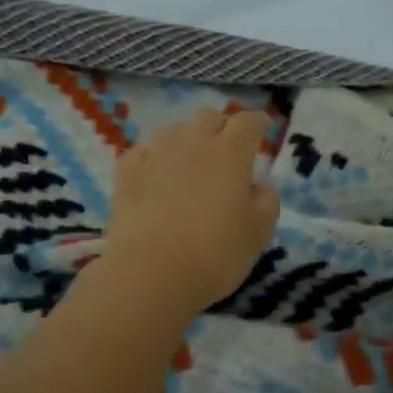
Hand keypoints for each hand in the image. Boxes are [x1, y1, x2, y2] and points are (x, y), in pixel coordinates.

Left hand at [99, 108, 279, 316]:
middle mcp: (193, 142)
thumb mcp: (259, 233)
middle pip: (209, 117)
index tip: (263, 129)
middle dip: (222, 128)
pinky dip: (154, 159)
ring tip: (190, 165)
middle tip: (228, 151)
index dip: (259, 123)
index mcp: (230, 152)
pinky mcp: (126, 172)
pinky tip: (155, 176)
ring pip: (175, 131)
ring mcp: (156, 154)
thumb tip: (258, 186)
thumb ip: (266, 201)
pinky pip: (144, 152)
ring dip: (188, 141)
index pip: (249, 122)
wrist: (150, 274)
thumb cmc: (215, 253)